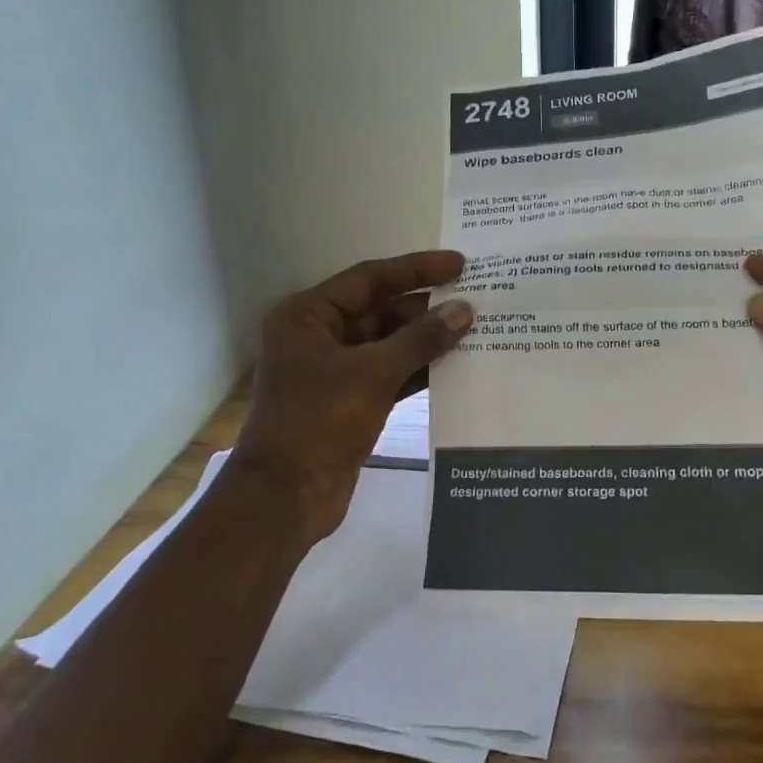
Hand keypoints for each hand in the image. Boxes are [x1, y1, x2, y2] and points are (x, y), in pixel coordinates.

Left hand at [235, 250, 472, 546]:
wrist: (287, 498)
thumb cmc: (319, 422)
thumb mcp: (372, 373)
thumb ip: (421, 339)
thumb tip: (464, 310)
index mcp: (309, 316)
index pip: (370, 278)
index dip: (416, 269)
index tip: (459, 264)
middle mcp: (320, 336)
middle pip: (381, 310)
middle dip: (426, 308)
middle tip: (475, 299)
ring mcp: (335, 371)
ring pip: (389, 343)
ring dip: (427, 339)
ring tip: (475, 329)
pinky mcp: (351, 400)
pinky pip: (391, 373)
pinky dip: (420, 369)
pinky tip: (457, 364)